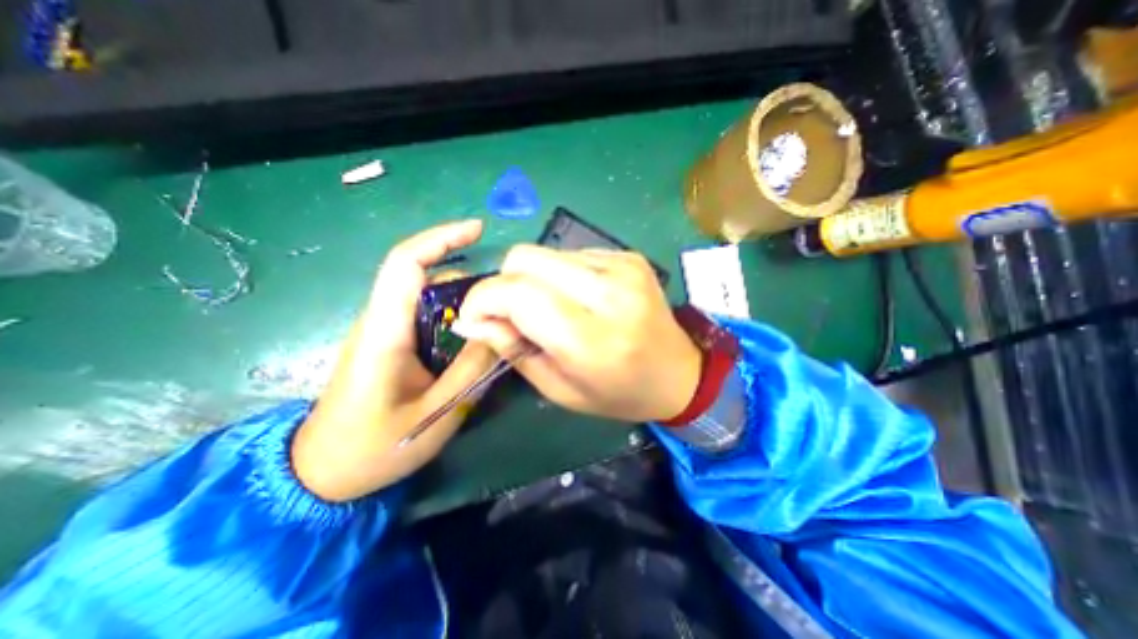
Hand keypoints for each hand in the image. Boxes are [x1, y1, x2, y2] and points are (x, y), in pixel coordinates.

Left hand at [292, 219, 497, 503]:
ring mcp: (385, 331)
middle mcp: (381, 321)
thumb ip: (470, 371)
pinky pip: (427, 316)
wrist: (321, 473)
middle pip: (423, 276)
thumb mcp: (435, 415)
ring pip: (428, 297)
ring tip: (497, 319)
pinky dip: (456, 316)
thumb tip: (500, 333)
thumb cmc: (373, 448)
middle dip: (467, 276)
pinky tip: (476, 336)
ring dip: (464, 298)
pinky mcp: (391, 343)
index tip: (478, 229)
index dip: (441, 239)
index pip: (406, 264)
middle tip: (504, 298)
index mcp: (384, 332)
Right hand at [453, 246, 703, 420]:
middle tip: (507, 314)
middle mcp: (608, 291)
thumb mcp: (560, 389)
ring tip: (546, 309)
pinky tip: (574, 298)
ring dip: (531, 279)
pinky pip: (570, 254)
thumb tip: (472, 320)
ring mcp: (622, 266)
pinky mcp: (629, 256)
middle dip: (503, 284)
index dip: (482, 299)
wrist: (679, 373)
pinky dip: (557, 275)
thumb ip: (513, 351)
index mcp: (592, 337)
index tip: (474, 318)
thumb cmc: (619, 393)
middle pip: (525, 259)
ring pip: (545, 253)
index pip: (517, 293)